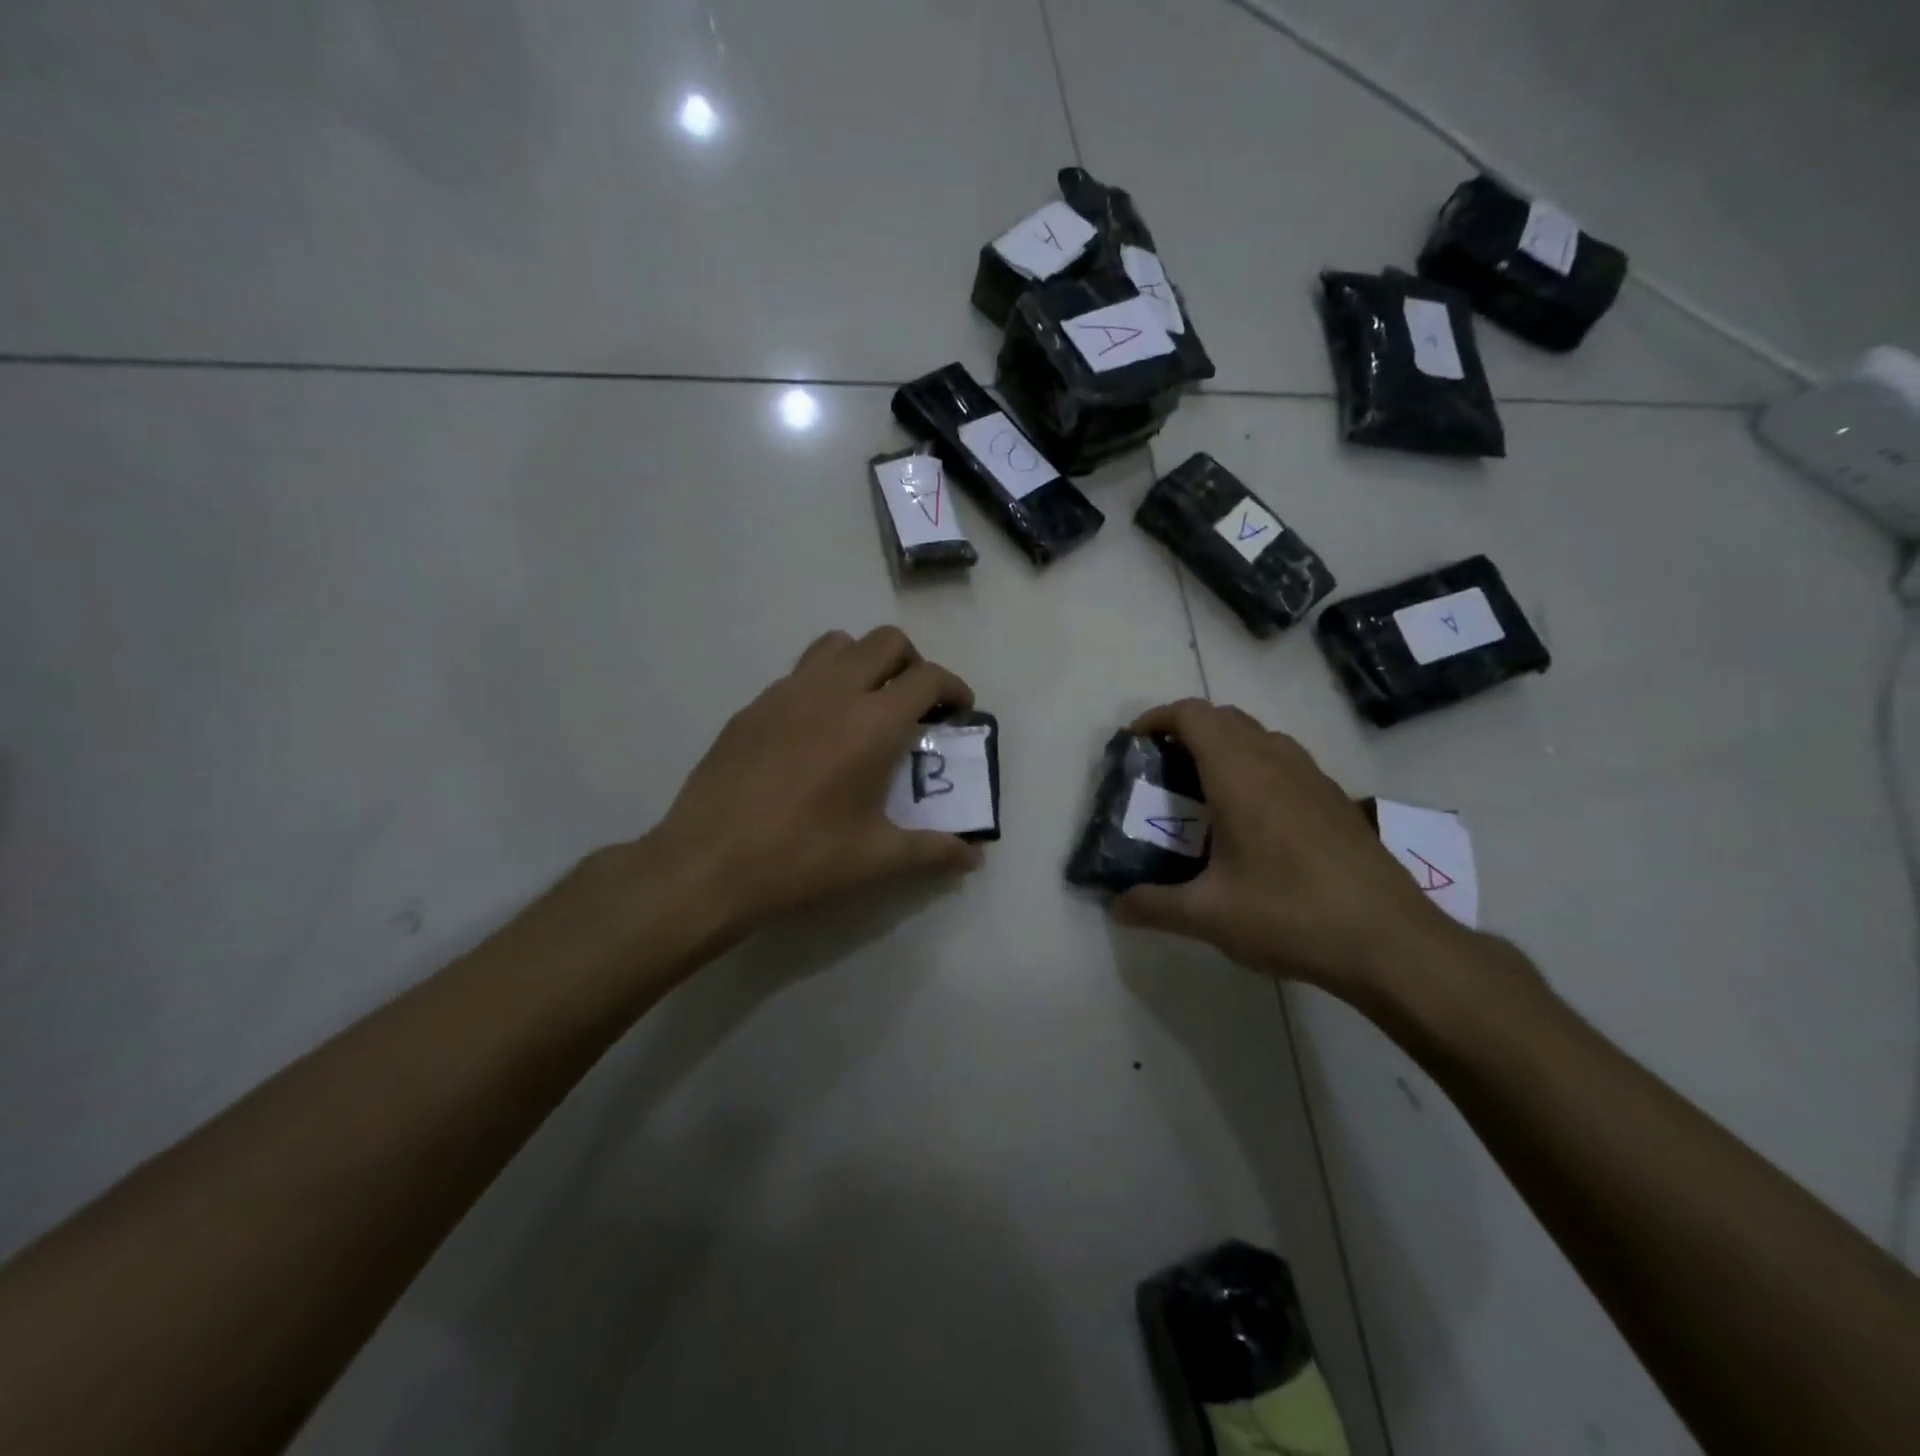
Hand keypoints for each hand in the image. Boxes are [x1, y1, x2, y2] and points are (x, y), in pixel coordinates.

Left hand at [649, 627, 983, 938]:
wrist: (707, 864)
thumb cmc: (801, 859)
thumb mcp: (875, 859)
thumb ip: (932, 851)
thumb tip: (972, 856)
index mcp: (871, 723)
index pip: (928, 678)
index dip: (954, 689)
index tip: (958, 713)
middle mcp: (832, 692)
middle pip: (886, 642)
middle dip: (912, 664)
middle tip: (914, 707)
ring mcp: (786, 693)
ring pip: (837, 644)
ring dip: (864, 662)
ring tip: (866, 706)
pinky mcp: (752, 707)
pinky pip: (799, 673)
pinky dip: (823, 683)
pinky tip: (815, 732)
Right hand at [1108, 699, 1465, 1001]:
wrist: (1391, 941)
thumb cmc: (1290, 915)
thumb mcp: (1209, 916)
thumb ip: (1153, 906)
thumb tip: (1115, 907)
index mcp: (1239, 774)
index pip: (1192, 714)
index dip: (1157, 718)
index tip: (1134, 743)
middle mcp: (1276, 760)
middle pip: (1223, 717)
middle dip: (1185, 731)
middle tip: (1161, 771)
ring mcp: (1312, 777)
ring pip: (1258, 736)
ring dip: (1223, 746)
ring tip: (1201, 792)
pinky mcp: (1335, 798)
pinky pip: (1283, 760)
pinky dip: (1254, 767)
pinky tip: (1250, 820)